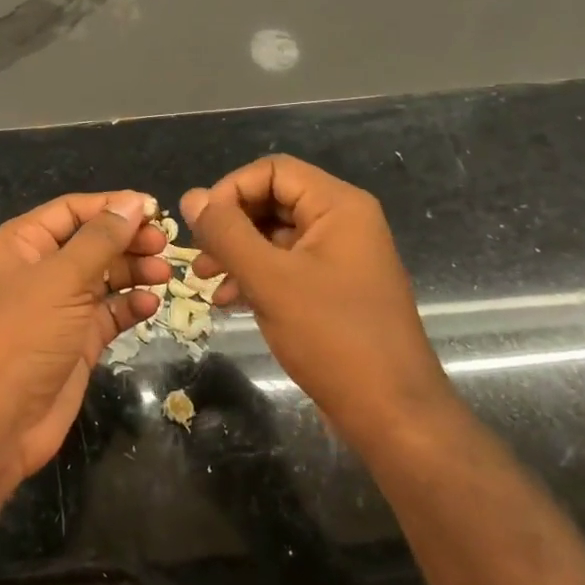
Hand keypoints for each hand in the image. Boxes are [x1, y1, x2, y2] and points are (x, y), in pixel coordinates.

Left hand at [0, 191, 167, 485]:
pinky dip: (128, 306)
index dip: (112, 206)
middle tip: (165, 245)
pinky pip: (108, 313)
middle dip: (127, 240)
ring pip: (103, 277)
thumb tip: (133, 202)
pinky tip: (149, 305)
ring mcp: (57, 308)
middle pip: (90, 242)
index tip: (155, 209)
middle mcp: (39, 270)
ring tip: (164, 274)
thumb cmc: (22, 335)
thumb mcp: (61, 278)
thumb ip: (101, 239)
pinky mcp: (75, 342)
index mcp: (22, 243)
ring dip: (133, 272)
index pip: (72, 211)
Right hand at [180, 156, 454, 436]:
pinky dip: (255, 276)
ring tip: (205, 280)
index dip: (231, 190)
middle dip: (230, 224)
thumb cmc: (332, 337)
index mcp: (338, 206)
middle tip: (198, 256)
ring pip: (275, 235)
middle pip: (273, 200)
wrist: (392, 414)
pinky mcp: (335, 289)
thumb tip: (192, 197)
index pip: (272, 170)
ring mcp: (341, 257)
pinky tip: (228, 301)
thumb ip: (226, 233)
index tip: (202, 226)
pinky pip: (287, 266)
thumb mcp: (269, 280)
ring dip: (237, 252)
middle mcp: (343, 222)